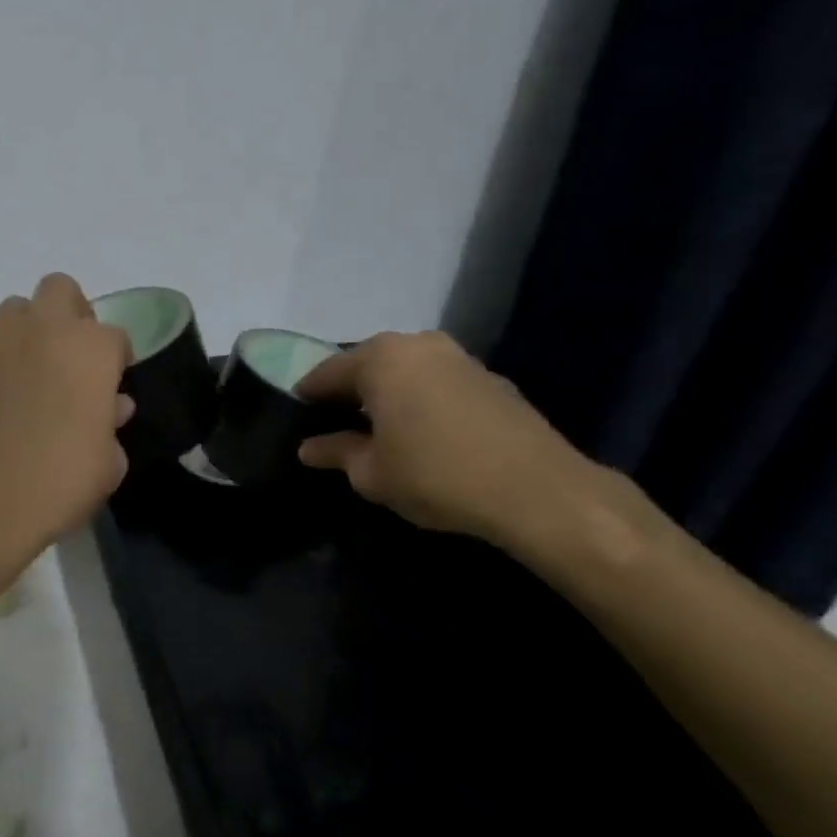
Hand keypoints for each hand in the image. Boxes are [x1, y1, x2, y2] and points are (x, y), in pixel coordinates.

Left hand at [0, 273, 134, 552]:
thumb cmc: (63, 482)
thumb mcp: (108, 463)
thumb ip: (111, 424)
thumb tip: (110, 406)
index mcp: (92, 349)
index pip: (114, 335)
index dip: (116, 359)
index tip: (113, 384)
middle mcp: (45, 332)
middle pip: (60, 290)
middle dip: (71, 313)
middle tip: (74, 356)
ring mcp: (0, 344)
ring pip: (15, 308)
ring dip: (28, 329)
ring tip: (33, 368)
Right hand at [295, 330, 594, 546]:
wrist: (539, 491)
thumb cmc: (436, 475)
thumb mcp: (371, 473)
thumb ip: (335, 452)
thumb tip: (310, 448)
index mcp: (380, 358)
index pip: (326, 372)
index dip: (307, 397)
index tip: (298, 420)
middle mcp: (418, 344)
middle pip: (367, 365)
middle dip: (349, 393)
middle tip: (335, 426)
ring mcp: (459, 358)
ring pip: (405, 372)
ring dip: (387, 395)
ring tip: (379, 431)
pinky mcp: (491, 379)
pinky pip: (437, 383)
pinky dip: (421, 401)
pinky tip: (423, 434)